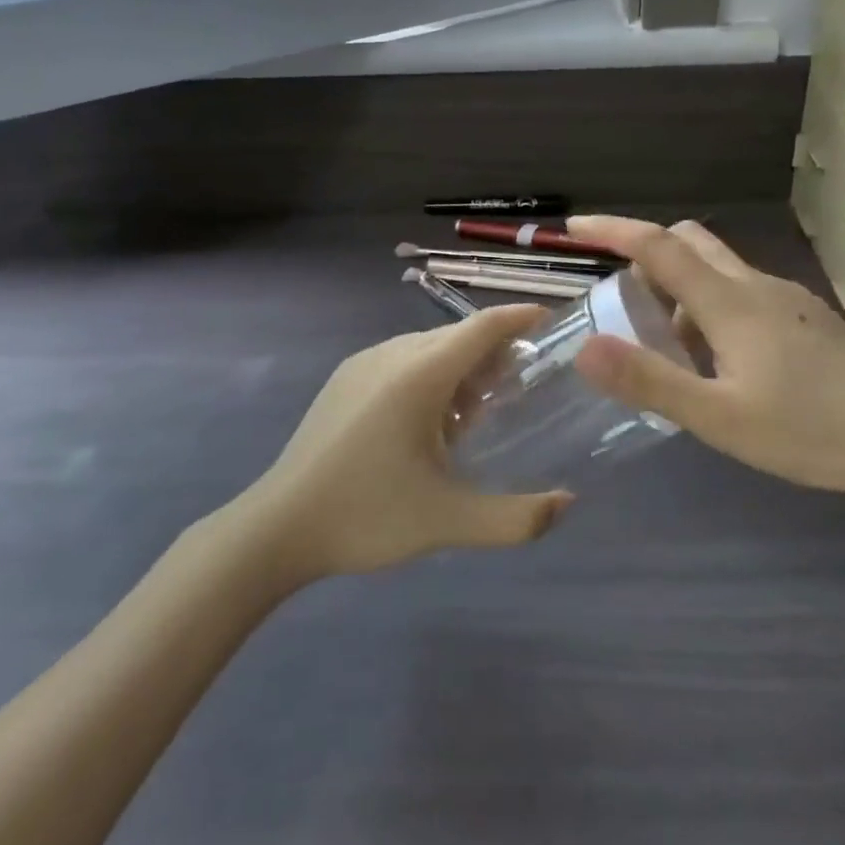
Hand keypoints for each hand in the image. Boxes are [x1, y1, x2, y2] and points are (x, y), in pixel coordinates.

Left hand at [238, 306, 571, 577]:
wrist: (277, 527)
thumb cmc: (367, 516)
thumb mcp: (448, 522)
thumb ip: (516, 518)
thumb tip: (567, 504)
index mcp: (419, 374)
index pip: (482, 327)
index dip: (519, 317)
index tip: (551, 319)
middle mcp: (392, 354)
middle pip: (457, 336)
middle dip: (493, 350)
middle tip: (522, 381)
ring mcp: (363, 363)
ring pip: (427, 346)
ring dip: (460, 365)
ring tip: (477, 410)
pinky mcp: (344, 379)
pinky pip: (401, 359)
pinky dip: (430, 374)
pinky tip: (430, 421)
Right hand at [568, 216, 844, 507]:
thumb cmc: (810, 432)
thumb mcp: (719, 419)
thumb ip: (651, 381)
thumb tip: (585, 347)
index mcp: (729, 302)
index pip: (658, 246)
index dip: (612, 230)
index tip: (574, 227)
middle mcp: (756, 285)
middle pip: (689, 242)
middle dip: (646, 255)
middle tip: (622, 302)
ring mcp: (787, 297)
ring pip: (718, 269)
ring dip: (680, 288)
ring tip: (670, 350)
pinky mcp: (807, 316)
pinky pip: (743, 291)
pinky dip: (712, 306)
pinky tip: (721, 362)